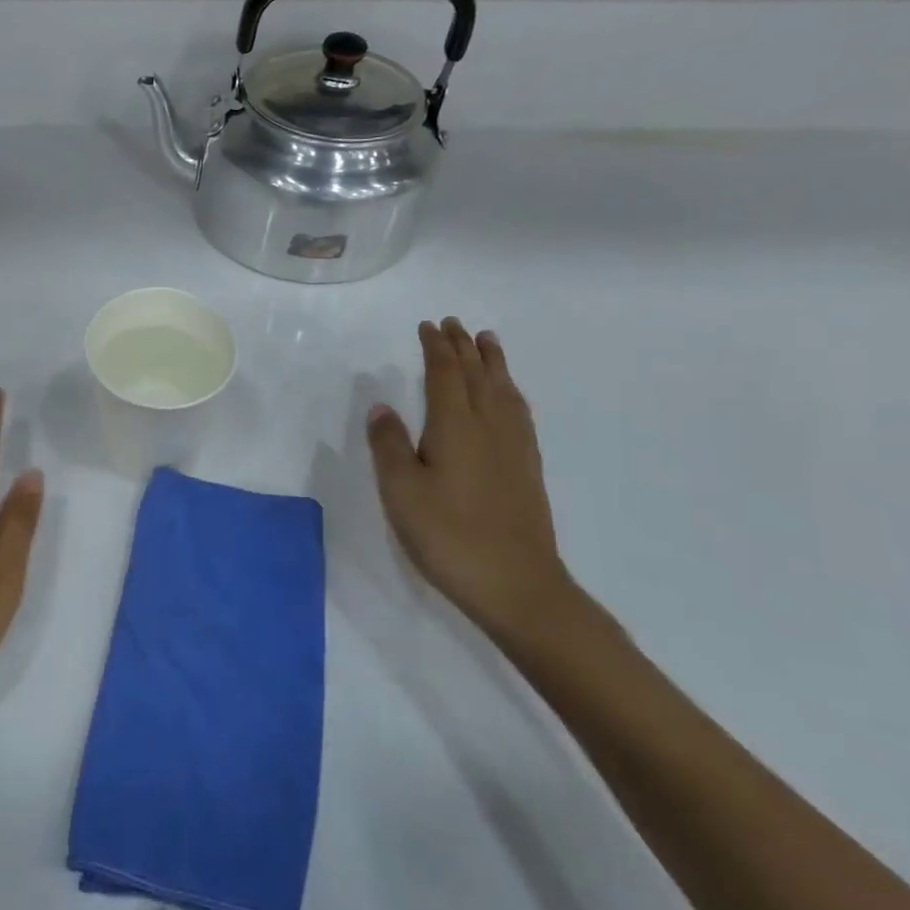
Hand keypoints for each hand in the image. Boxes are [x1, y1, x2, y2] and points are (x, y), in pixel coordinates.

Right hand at [367, 319, 575, 642]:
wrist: (516, 584)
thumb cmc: (448, 535)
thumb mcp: (401, 491)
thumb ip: (389, 445)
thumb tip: (382, 407)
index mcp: (455, 426)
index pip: (445, 374)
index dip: (436, 348)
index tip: (428, 326)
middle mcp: (489, 427)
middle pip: (477, 375)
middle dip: (464, 347)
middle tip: (454, 324)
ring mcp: (514, 448)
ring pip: (504, 390)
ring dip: (493, 363)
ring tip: (487, 343)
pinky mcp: (527, 469)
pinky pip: (519, 412)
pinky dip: (509, 392)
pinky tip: (508, 398)